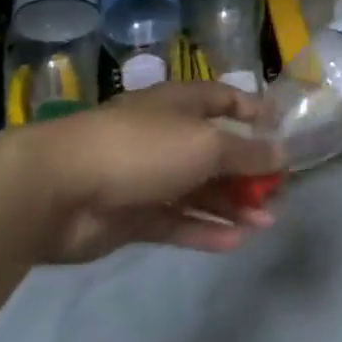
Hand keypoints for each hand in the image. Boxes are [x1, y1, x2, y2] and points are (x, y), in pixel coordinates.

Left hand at [13, 82, 285, 263]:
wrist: (57, 190)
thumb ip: (247, 153)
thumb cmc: (142, 148)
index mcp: (180, 105)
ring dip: (233, 205)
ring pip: (199, 191)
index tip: (280, 131)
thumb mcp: (206, 144)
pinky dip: (205, 230)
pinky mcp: (132, 216)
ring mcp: (147, 177)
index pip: (224, 100)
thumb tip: (283, 153)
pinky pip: (177, 221)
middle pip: (215, 152)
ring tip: (266, 222)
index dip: (252, 112)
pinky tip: (235, 242)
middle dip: (248, 171)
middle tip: (277, 192)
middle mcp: (166, 136)